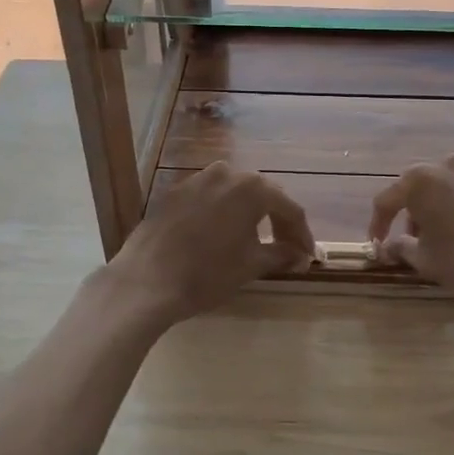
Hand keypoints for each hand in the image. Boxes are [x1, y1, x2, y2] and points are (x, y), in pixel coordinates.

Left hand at [100, 162, 314, 326]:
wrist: (146, 280)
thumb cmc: (207, 273)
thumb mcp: (251, 265)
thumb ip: (281, 254)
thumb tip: (301, 256)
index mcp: (252, 188)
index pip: (289, 208)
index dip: (302, 234)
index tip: (307, 256)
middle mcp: (227, 173)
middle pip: (263, 195)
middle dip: (277, 221)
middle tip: (286, 247)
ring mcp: (198, 179)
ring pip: (234, 193)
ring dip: (250, 214)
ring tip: (255, 240)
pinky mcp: (176, 191)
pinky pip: (210, 198)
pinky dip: (222, 213)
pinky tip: (221, 235)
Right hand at [368, 156, 453, 321]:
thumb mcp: (428, 260)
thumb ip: (401, 248)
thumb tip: (389, 246)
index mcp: (420, 180)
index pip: (386, 200)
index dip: (378, 225)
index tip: (378, 246)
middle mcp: (447, 166)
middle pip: (416, 190)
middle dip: (409, 216)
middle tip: (410, 244)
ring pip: (444, 190)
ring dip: (436, 213)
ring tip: (442, 244)